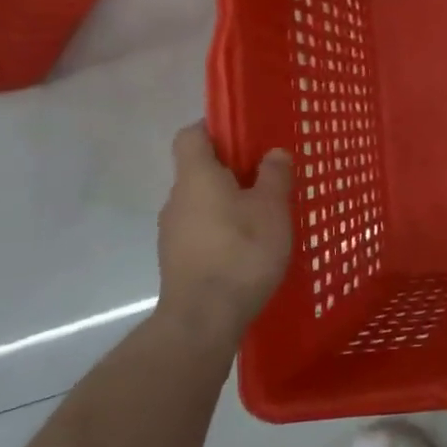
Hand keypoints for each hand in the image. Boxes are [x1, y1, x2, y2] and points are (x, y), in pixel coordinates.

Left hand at [157, 123, 294, 343]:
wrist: (203, 319)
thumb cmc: (241, 251)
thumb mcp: (272, 208)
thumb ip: (274, 175)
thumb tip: (273, 153)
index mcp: (197, 176)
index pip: (191, 135)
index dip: (213, 128)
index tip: (243, 134)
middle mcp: (177, 199)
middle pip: (199, 170)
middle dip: (230, 170)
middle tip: (267, 178)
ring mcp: (172, 232)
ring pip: (201, 203)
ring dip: (227, 203)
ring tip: (263, 217)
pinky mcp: (177, 260)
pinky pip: (201, 231)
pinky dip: (221, 230)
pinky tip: (248, 248)